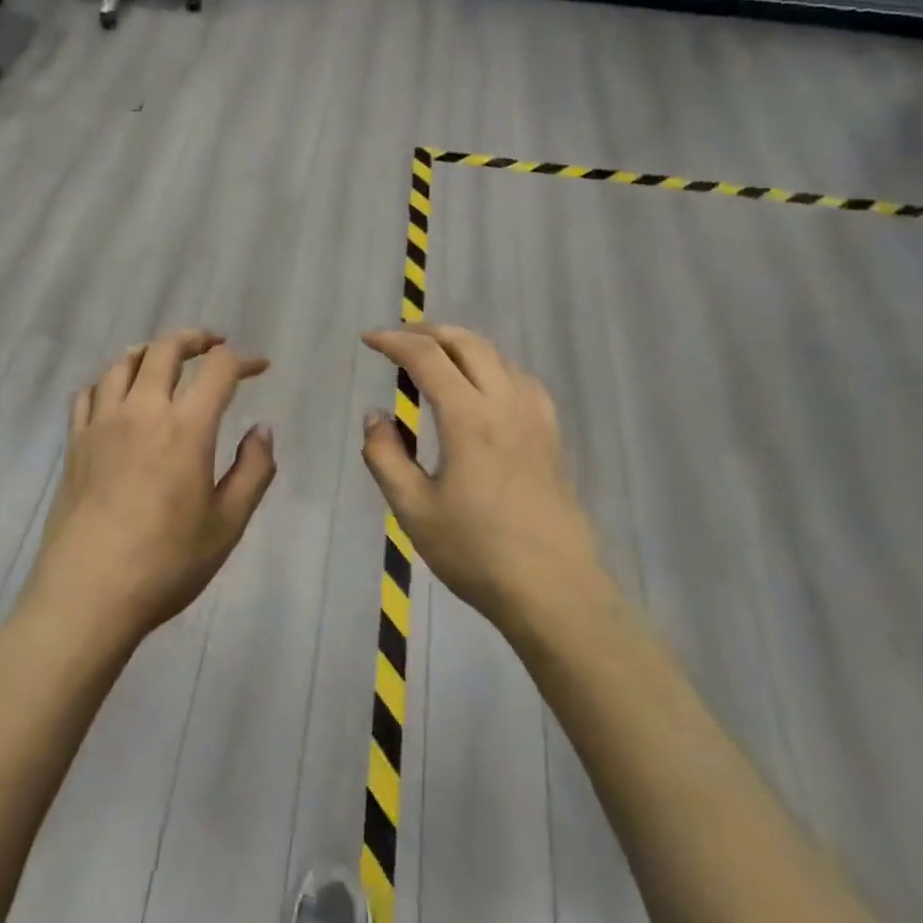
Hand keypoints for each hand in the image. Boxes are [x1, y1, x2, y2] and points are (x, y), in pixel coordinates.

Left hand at [27, 329, 276, 645]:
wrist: (88, 594)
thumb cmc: (166, 563)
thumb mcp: (228, 524)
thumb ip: (253, 471)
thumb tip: (262, 430)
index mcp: (186, 428)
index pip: (219, 370)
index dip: (244, 360)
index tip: (259, 367)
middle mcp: (142, 412)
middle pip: (165, 349)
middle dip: (195, 339)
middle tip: (213, 345)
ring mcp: (102, 424)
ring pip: (123, 363)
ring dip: (150, 351)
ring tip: (165, 360)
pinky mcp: (75, 443)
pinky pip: (89, 392)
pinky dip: (109, 379)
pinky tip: (117, 393)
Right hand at [360, 325, 604, 629]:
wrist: (553, 590)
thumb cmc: (476, 552)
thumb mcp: (413, 509)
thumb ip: (386, 456)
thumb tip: (375, 417)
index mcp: (468, 418)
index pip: (427, 358)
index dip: (394, 341)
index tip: (368, 340)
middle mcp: (505, 404)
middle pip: (467, 343)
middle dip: (428, 332)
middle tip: (397, 341)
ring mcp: (534, 418)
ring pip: (498, 356)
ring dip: (461, 345)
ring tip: (434, 357)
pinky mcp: (551, 436)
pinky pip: (521, 379)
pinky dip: (493, 366)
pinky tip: (483, 387)